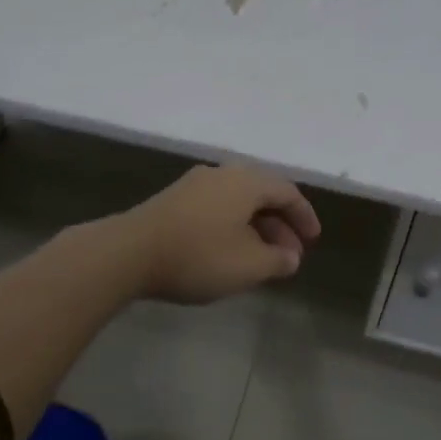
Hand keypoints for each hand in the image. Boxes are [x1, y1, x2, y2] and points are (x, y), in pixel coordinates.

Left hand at [111, 165, 321, 304]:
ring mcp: (193, 185)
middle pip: (261, 194)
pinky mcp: (172, 200)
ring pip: (237, 202)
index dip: (304, 217)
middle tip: (288, 256)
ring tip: (260, 259)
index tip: (312, 241)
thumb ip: (278, 260)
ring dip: (255, 228)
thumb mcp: (249, 266)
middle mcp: (222, 174)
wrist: (128, 253)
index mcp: (246, 182)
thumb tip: (290, 256)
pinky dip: (231, 227)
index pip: (287, 192)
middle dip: (280, 225)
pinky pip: (215, 208)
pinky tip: (227, 252)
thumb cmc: (198, 256)